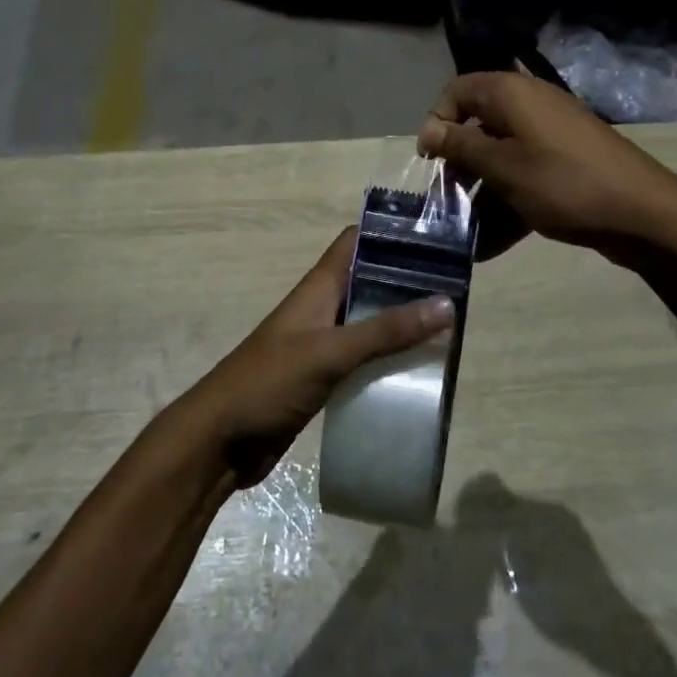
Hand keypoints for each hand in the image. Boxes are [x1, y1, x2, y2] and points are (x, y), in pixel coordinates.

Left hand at [182, 228, 453, 486]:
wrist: (219, 441)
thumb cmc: (268, 382)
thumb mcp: (330, 352)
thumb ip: (386, 330)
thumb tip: (447, 304)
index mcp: (318, 288)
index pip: (356, 242)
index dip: (391, 234)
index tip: (436, 237)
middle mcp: (323, 308)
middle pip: (370, 282)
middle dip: (408, 283)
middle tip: (457, 289)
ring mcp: (321, 344)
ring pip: (369, 322)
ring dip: (402, 324)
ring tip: (450, 328)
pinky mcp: (323, 377)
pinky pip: (364, 359)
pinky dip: (389, 359)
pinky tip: (418, 371)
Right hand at [418, 71, 676, 258]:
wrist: (643, 213)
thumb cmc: (563, 183)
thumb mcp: (503, 167)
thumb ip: (461, 146)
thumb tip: (427, 130)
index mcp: (511, 94)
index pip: (458, 91)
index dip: (438, 122)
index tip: (431, 161)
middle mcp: (529, 105)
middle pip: (478, 126)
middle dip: (458, 165)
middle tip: (446, 201)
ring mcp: (550, 135)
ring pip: (500, 156)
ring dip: (480, 192)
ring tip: (466, 232)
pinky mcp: (565, 162)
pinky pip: (524, 176)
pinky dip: (507, 203)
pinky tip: (491, 245)